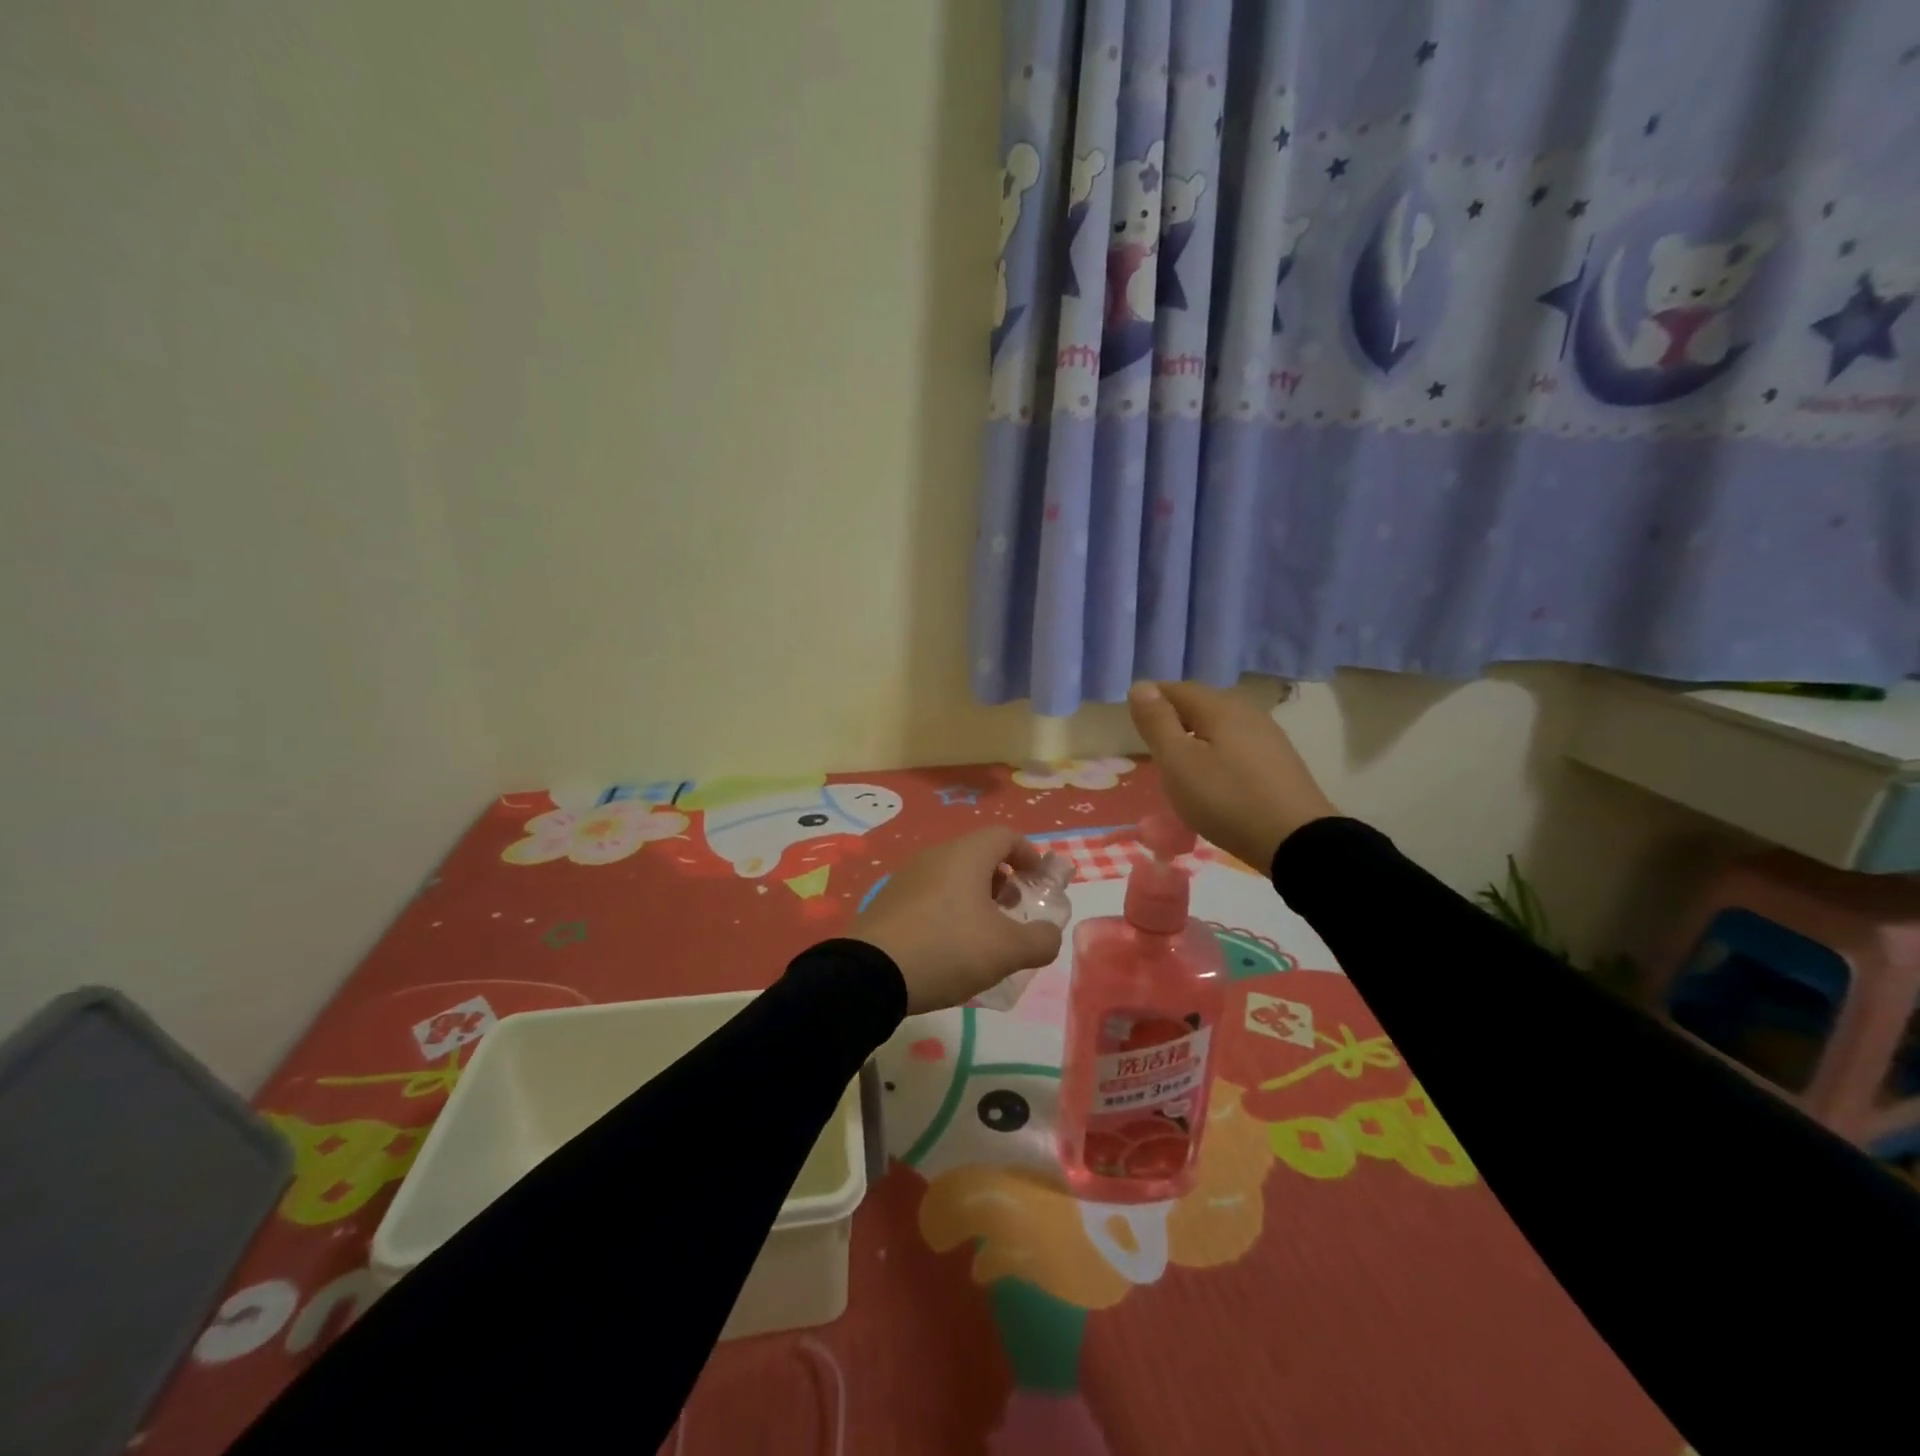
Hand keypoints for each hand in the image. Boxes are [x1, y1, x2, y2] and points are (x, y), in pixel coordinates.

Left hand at [850, 826, 1063, 1013]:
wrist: (871, 973)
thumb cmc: (947, 949)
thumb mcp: (1007, 950)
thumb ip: (1040, 940)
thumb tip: (1049, 934)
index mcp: (966, 855)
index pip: (1005, 835)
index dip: (1028, 854)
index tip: (1039, 880)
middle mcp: (936, 855)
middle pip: (978, 854)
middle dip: (1003, 878)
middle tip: (1013, 910)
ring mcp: (907, 876)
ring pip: (952, 874)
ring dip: (975, 895)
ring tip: (983, 933)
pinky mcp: (889, 900)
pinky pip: (930, 893)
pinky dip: (949, 908)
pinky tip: (949, 945)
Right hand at [1128, 680, 1337, 872]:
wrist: (1296, 841)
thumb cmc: (1226, 799)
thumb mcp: (1178, 762)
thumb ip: (1157, 722)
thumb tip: (1141, 686)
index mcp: (1219, 706)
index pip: (1176, 689)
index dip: (1150, 701)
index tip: (1133, 725)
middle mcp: (1246, 711)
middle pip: (1200, 703)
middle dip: (1173, 717)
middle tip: (1152, 746)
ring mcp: (1268, 736)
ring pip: (1220, 724)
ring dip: (1196, 736)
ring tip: (1180, 764)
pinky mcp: (1279, 761)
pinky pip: (1237, 744)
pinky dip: (1217, 752)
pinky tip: (1215, 777)